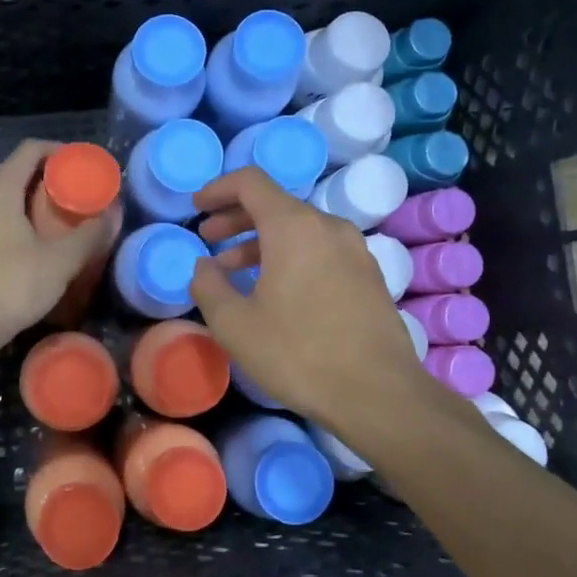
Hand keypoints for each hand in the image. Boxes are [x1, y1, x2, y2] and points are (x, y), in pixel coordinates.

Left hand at [0, 139, 122, 357]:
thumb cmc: (12, 285)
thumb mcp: (60, 261)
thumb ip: (88, 235)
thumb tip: (110, 216)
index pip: (30, 150)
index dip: (59, 151)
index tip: (82, 165)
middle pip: (15, 174)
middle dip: (47, 180)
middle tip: (77, 195)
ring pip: (2, 200)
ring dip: (30, 204)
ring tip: (58, 221)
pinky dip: (14, 223)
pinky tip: (32, 246)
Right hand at [191, 166, 431, 428]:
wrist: (378, 394)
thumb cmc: (298, 354)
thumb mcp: (234, 324)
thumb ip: (208, 285)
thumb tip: (204, 265)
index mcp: (293, 226)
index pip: (250, 182)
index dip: (218, 189)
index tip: (197, 208)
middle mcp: (328, 227)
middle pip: (275, 204)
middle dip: (236, 218)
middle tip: (209, 239)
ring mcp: (355, 250)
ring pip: (299, 230)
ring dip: (261, 242)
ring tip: (234, 271)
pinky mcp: (369, 276)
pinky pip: (320, 251)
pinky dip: (290, 257)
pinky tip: (275, 291)